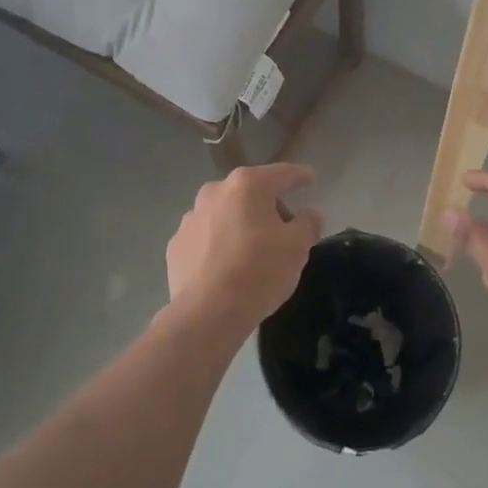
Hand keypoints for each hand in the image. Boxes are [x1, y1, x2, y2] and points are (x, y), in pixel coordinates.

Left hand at [165, 164, 324, 334]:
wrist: (207, 313)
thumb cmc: (259, 271)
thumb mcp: (298, 247)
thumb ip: (308, 223)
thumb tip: (308, 214)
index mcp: (247, 185)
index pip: (282, 173)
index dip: (300, 176)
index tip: (311, 179)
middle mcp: (215, 192)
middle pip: (251, 192)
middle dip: (269, 206)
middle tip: (285, 231)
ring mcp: (191, 217)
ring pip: (226, 213)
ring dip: (241, 224)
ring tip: (253, 252)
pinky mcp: (177, 244)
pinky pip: (206, 236)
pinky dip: (219, 244)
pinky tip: (227, 267)